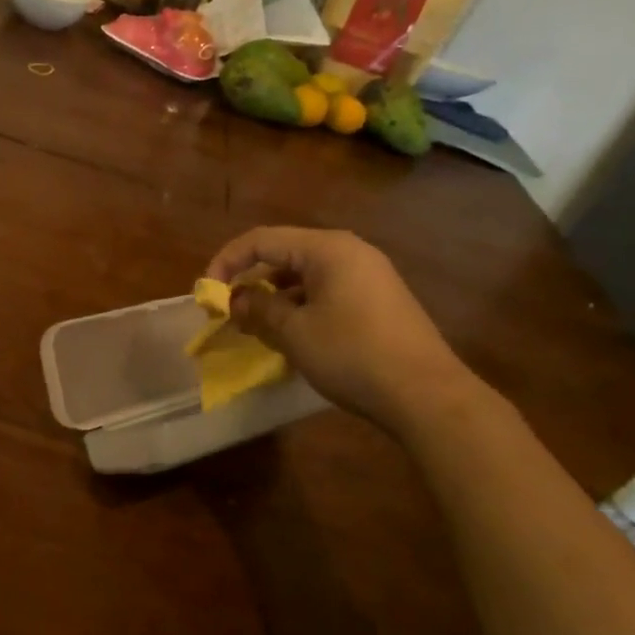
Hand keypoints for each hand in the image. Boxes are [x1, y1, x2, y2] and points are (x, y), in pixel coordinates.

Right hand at [206, 227, 473, 433]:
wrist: (426, 394)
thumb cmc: (352, 354)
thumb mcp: (294, 332)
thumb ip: (258, 308)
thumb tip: (236, 299)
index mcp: (327, 249)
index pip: (262, 240)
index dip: (227, 262)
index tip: (208, 294)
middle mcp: (349, 252)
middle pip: (284, 254)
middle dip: (251, 280)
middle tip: (229, 311)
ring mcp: (369, 275)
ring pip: (305, 275)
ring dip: (274, 296)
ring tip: (256, 325)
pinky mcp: (379, 300)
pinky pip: (327, 291)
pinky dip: (300, 305)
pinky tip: (292, 334)